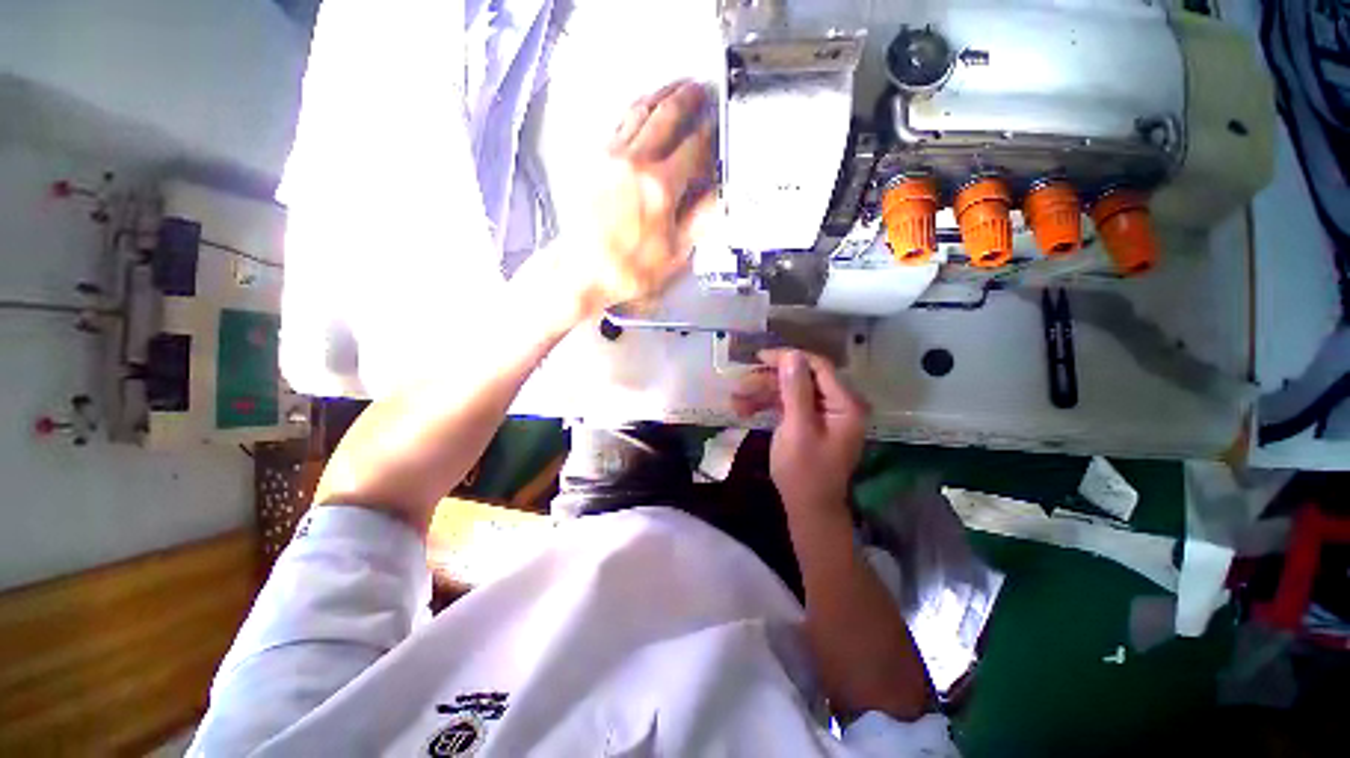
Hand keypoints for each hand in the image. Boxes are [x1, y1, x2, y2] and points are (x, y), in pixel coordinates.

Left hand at [571, 80, 716, 319]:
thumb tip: (716, 196)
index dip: (710, 134)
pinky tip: (642, 109)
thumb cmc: (627, 270)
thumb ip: (699, 221)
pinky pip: (618, 123)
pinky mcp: (594, 161)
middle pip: (667, 116)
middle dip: (688, 99)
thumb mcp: (675, 254)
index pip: (694, 148)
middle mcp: (635, 164)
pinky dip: (635, 110)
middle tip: (700, 90)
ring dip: (661, 95)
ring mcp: (611, 158)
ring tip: (675, 88)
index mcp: (660, 188)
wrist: (583, 271)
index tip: (717, 126)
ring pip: (640, 111)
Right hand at [756, 350, 868, 513]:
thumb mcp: (798, 429)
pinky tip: (744, 410)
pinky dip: (767, 405)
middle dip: (768, 381)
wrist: (808, 508)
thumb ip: (795, 390)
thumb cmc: (804, 472)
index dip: (788, 358)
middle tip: (740, 384)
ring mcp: (823, 412)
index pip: (817, 367)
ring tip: (735, 400)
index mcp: (846, 403)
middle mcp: (838, 403)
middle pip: (801, 378)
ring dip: (762, 394)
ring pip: (790, 391)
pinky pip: (788, 405)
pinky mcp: (809, 421)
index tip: (759, 358)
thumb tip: (792, 354)